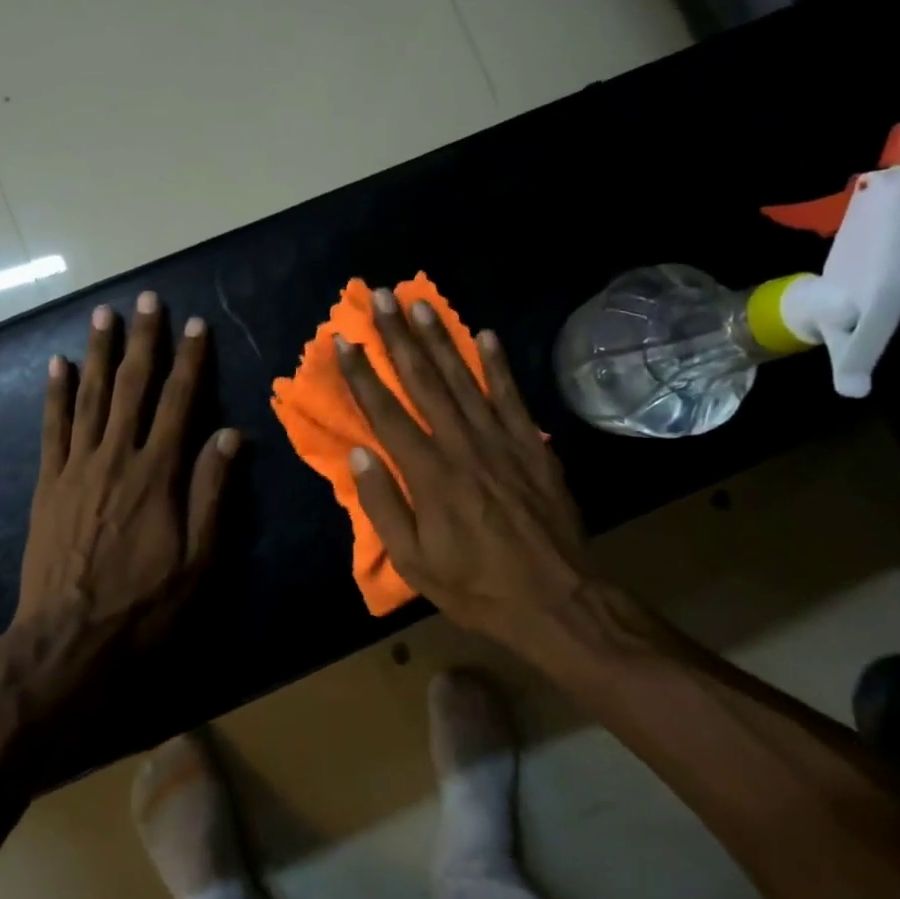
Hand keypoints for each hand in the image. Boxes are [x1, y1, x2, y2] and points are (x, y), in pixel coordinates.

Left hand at [5, 291, 238, 716]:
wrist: (68, 642)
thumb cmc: (144, 605)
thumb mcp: (198, 559)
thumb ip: (211, 492)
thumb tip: (230, 434)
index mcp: (157, 474)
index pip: (178, 403)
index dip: (189, 361)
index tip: (195, 325)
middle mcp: (116, 458)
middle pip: (131, 387)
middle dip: (142, 340)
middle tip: (146, 299)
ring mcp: (75, 468)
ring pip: (89, 397)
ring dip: (97, 353)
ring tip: (103, 315)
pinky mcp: (47, 484)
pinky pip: (51, 428)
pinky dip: (54, 394)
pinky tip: (56, 365)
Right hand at [334, 289, 593, 649]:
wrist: (556, 600)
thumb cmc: (476, 586)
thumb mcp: (414, 561)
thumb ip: (383, 505)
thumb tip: (359, 454)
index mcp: (428, 474)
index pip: (386, 413)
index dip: (361, 375)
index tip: (343, 341)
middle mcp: (462, 445)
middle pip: (423, 382)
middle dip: (399, 337)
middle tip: (382, 298)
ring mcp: (502, 440)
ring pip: (464, 379)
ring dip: (440, 339)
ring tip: (421, 303)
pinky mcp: (533, 445)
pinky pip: (512, 396)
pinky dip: (498, 364)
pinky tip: (485, 334)